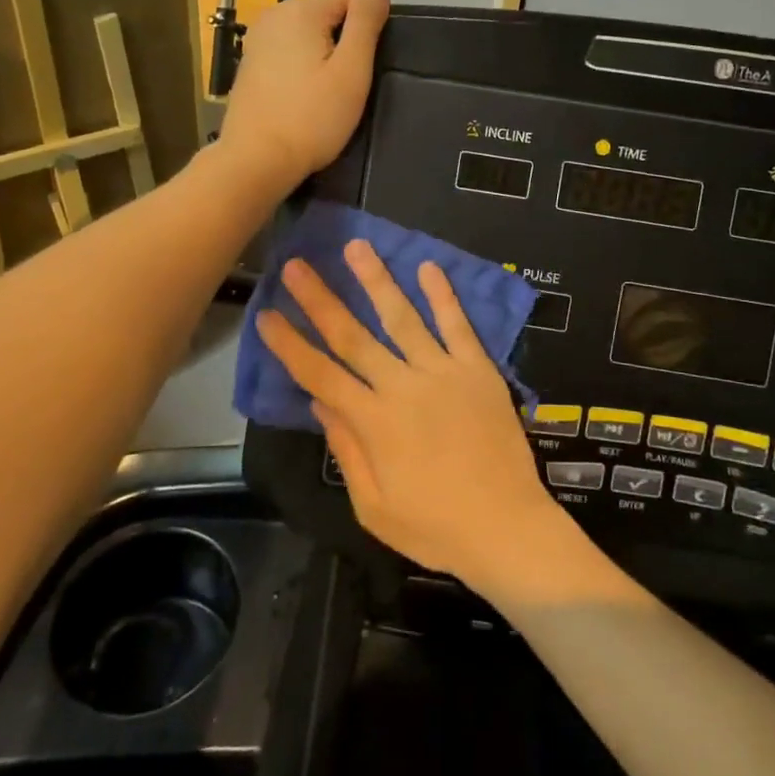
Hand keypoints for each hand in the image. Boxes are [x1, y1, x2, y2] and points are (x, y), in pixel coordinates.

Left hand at [221, 0, 388, 188]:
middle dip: (350, 25)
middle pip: (328, 1)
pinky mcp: (253, 59)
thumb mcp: (351, 71)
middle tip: (359, 71)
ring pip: (309, 22)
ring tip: (337, 81)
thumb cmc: (311, 119)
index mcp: (302, 10)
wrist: (254, 161)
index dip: (373, 6)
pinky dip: (307, 54)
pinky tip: (310, 86)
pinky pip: (291, 42)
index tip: (380, 44)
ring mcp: (259, 36)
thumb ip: (366, 20)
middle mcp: (276, 13)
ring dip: (329, 41)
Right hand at [256, 240, 559, 587]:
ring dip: (377, 281)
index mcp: (374, 422)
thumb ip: (346, 450)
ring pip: (403, 318)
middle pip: (353, 336)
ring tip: (357, 247)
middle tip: (298, 265)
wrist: (507, 529)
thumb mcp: (374, 506)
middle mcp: (403, 386)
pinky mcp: (478, 370)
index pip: (319, 374)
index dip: (290, 344)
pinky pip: (457, 326)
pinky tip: (428, 267)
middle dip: (321, 299)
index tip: (267, 315)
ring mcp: (443, 373)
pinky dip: (443, 296)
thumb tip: (321, 402)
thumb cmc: (434, 527)